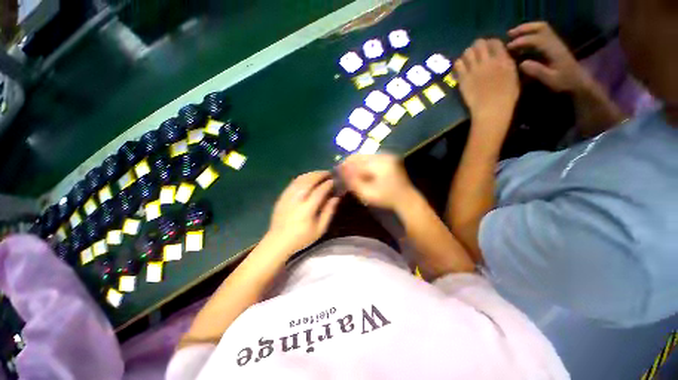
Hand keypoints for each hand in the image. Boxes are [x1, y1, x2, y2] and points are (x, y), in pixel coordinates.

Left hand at [266, 171, 339, 253]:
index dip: (329, 184)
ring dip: (312, 174)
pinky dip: (303, 177)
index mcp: (307, 209)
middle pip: (309, 181)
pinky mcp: (282, 196)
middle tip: (329, 173)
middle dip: (320, 175)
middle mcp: (297, 199)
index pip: (320, 191)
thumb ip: (329, 211)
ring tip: (321, 174)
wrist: (278, 241)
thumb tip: (336, 197)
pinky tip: (309, 178)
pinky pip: (294, 182)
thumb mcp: (320, 229)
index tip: (335, 181)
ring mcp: (288, 196)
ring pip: (301, 179)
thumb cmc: (302, 237)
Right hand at [339, 154, 416, 210]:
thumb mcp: (367, 193)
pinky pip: (373, 158)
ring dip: (357, 163)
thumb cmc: (386, 199)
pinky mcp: (390, 158)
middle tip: (342, 171)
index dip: (345, 165)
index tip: (337, 170)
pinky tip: (361, 171)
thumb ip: (353, 181)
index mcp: (380, 164)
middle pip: (361, 156)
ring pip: (366, 156)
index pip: (357, 161)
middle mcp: (384, 155)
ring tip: (351, 172)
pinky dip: (365, 163)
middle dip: (350, 163)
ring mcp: (388, 156)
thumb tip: (341, 169)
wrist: (407, 199)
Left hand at [455, 38, 519, 128]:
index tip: (488, 48)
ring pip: (467, 52)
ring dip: (467, 54)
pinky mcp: (463, 78)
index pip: (495, 42)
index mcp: (503, 60)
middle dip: (477, 46)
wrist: (491, 109)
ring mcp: (474, 69)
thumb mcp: (514, 77)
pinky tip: (460, 69)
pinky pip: (458, 64)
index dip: (490, 43)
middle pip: (479, 43)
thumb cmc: (506, 98)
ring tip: (467, 61)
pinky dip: (458, 64)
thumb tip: (502, 60)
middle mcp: (488, 61)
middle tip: (476, 53)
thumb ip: (507, 65)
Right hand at [507, 22, 592, 93]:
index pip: (537, 39)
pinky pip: (542, 34)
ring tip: (513, 34)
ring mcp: (555, 43)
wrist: (578, 82)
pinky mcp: (554, 46)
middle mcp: (555, 43)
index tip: (508, 47)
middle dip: (524, 29)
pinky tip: (522, 40)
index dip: (521, 41)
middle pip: (541, 28)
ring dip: (527, 29)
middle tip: (509, 34)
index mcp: (554, 50)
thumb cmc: (564, 83)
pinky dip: (530, 33)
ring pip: (542, 28)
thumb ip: (537, 71)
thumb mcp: (550, 80)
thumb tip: (522, 63)